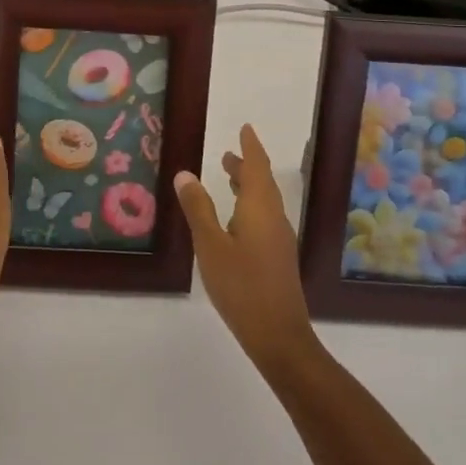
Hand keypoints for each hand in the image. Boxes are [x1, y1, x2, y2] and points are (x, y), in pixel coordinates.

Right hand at [175, 125, 320, 376]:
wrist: (279, 336)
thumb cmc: (242, 286)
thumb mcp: (210, 246)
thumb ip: (198, 209)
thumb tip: (185, 174)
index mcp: (260, 208)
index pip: (257, 167)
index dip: (250, 147)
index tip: (245, 128)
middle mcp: (274, 218)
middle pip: (263, 183)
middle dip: (246, 165)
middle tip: (227, 155)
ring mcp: (279, 240)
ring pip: (265, 201)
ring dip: (248, 186)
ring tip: (228, 178)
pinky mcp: (278, 258)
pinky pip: (264, 218)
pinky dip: (250, 206)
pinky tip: (235, 220)